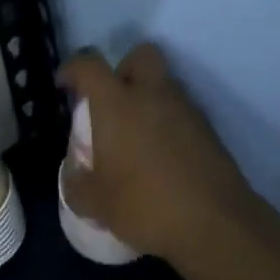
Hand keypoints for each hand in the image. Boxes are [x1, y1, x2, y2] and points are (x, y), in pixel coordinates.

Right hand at [57, 44, 263, 270]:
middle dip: (123, 69)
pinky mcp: (208, 129)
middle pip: (140, 55)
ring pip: (164, 83)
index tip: (64, 85)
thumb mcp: (95, 203)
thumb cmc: (145, 205)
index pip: (89, 64)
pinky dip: (169, 122)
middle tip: (112, 100)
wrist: (215, 224)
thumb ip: (76, 182)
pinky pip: (182, 111)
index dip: (72, 68)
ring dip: (149, 97)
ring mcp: (185, 109)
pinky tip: (163, 156)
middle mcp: (152, 94)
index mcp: (117, 102)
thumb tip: (74, 172)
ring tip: (138, 135)